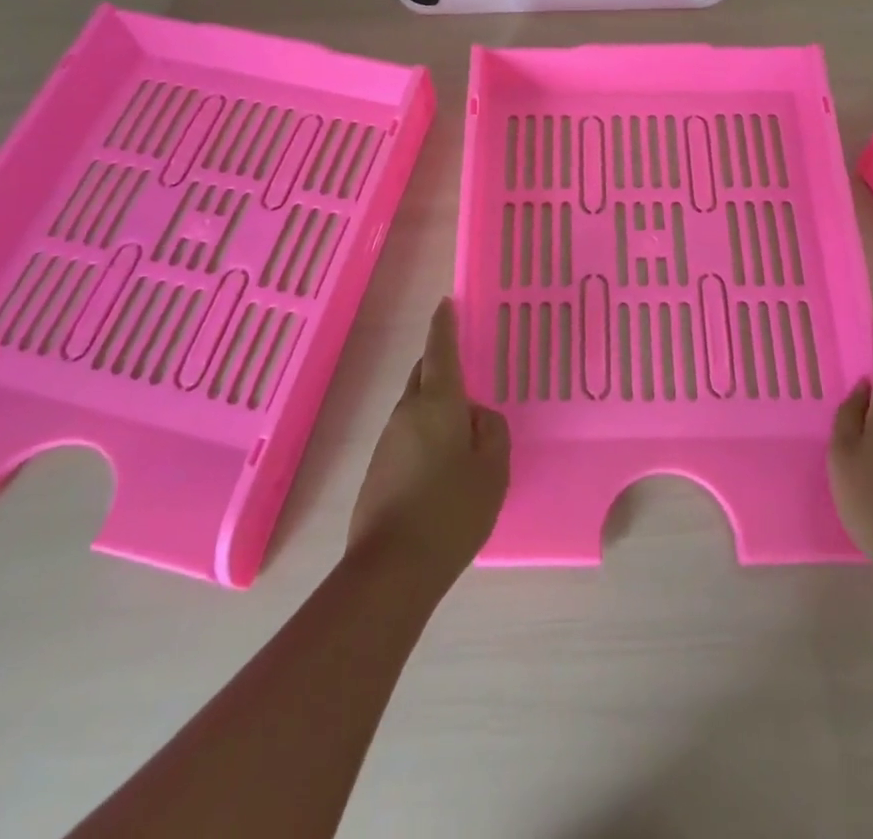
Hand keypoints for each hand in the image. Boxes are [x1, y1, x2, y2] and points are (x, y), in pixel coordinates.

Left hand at [347, 299, 509, 591]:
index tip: (445, 303)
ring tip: (463, 430)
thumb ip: (491, 432)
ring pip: (415, 407)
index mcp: (438, 403)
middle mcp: (407, 412)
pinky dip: (427, 434)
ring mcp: (388, 441)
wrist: (392, 569)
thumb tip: (477, 416)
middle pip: (423, 375)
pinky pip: (408, 435)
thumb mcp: (493, 470)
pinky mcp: (379, 469)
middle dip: (440, 365)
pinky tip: (443, 465)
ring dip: (436, 405)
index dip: (444, 325)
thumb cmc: (452, 511)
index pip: (440, 350)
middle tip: (466, 370)